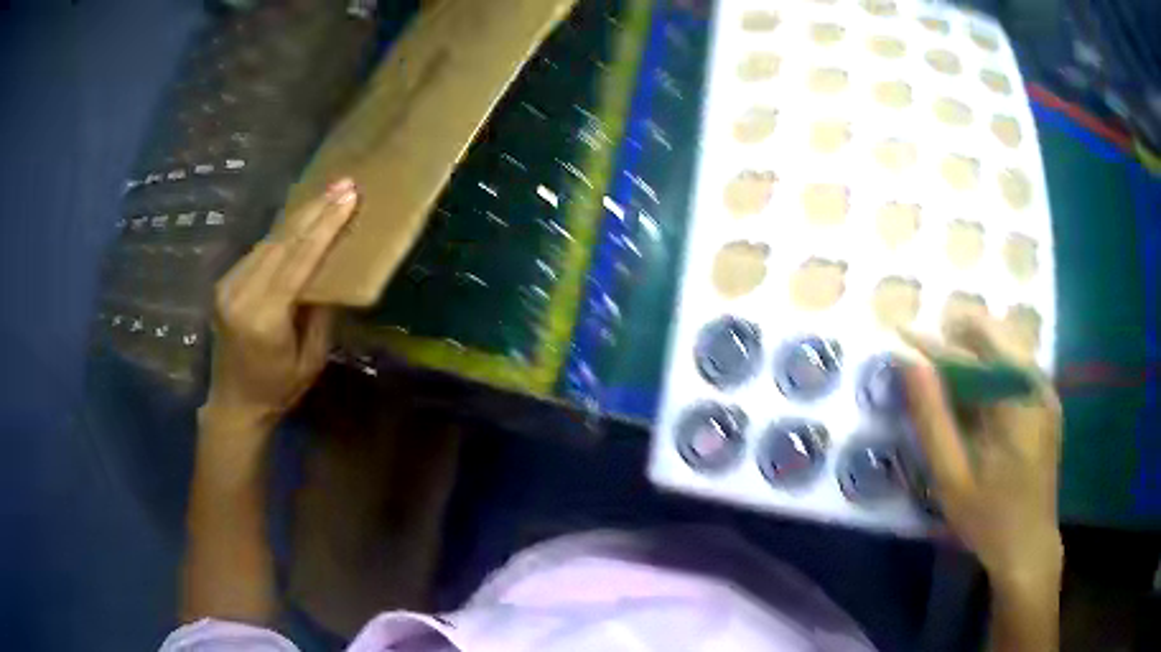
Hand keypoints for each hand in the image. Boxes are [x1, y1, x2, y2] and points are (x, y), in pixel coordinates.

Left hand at [203, 179, 357, 429]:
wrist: (233, 403)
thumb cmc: (278, 390)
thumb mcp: (311, 359)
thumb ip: (320, 313)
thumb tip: (330, 271)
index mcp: (264, 317)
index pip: (298, 259)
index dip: (325, 225)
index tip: (348, 196)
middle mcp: (241, 294)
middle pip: (282, 241)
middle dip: (315, 209)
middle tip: (343, 183)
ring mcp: (228, 286)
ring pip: (269, 241)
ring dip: (299, 218)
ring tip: (326, 195)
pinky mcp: (224, 284)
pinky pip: (258, 252)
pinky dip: (282, 235)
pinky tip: (300, 222)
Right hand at [901, 317, 1062, 585]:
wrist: (1029, 547)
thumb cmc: (989, 520)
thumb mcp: (952, 479)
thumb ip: (932, 419)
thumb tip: (911, 365)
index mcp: (1015, 400)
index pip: (968, 352)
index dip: (931, 343)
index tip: (899, 335)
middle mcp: (1036, 382)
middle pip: (992, 335)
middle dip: (955, 341)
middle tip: (925, 365)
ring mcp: (1045, 389)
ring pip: (1003, 347)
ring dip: (972, 355)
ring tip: (946, 383)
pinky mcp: (1046, 401)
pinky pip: (1014, 368)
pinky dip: (989, 373)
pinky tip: (975, 403)